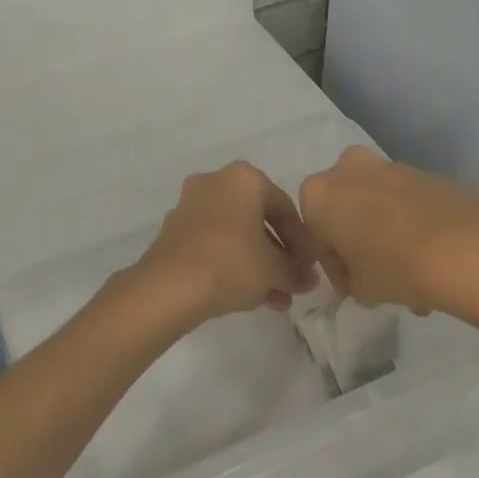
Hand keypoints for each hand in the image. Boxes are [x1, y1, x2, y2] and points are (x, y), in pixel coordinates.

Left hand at [133, 162, 319, 322]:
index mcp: (244, 179)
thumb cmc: (231, 264)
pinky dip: (232, 265)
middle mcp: (214, 183)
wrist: (169, 287)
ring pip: (236, 235)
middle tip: (292, 281)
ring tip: (276, 298)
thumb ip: (297, 271)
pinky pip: (214, 245)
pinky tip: (249, 297)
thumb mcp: (275, 270)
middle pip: (258, 220)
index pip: (285, 207)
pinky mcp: (173, 232)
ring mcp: (190, 206)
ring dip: (258, 265)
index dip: (302, 241)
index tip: (309, 266)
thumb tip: (308, 278)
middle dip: (278, 255)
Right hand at [298, 146, 478, 315]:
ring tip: (413, 280)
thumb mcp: (359, 288)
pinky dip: (413, 227)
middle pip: (346, 212)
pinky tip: (432, 262)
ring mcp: (390, 165)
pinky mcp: (427, 172)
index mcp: (317, 194)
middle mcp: (348, 169)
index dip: (334, 265)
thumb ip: (350, 280)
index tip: (352, 287)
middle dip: (359, 243)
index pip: (316, 236)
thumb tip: (359, 277)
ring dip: (388, 237)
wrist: (467, 247)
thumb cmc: (393, 266)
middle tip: (377, 277)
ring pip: (379, 207)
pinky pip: (408, 204)